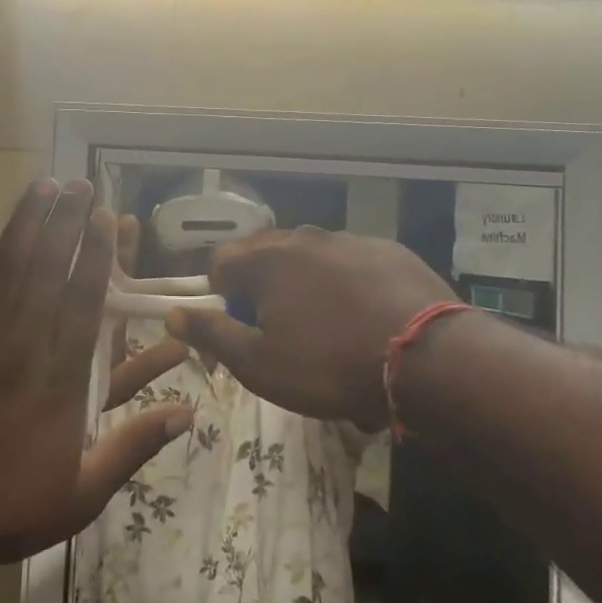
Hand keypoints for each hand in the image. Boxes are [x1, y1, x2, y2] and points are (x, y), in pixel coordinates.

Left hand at [0, 181, 192, 571]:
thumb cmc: (6, 507)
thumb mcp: (83, 492)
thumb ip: (134, 445)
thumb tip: (188, 413)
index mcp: (60, 381)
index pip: (85, 303)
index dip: (99, 257)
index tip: (109, 219)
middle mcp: (22, 348)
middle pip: (48, 273)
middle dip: (67, 224)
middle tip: (81, 185)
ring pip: (7, 270)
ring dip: (27, 224)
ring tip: (44, 186)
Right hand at [165, 225, 454, 430]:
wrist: (428, 359)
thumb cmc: (329, 365)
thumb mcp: (259, 364)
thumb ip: (211, 334)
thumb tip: (172, 313)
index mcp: (266, 260)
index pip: (220, 262)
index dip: (219, 296)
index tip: (235, 330)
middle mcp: (304, 237)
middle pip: (265, 256)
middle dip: (261, 289)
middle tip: (277, 333)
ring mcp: (350, 240)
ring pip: (309, 258)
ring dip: (304, 286)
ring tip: (325, 330)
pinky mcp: (389, 250)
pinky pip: (350, 263)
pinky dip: (345, 284)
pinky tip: (364, 319)